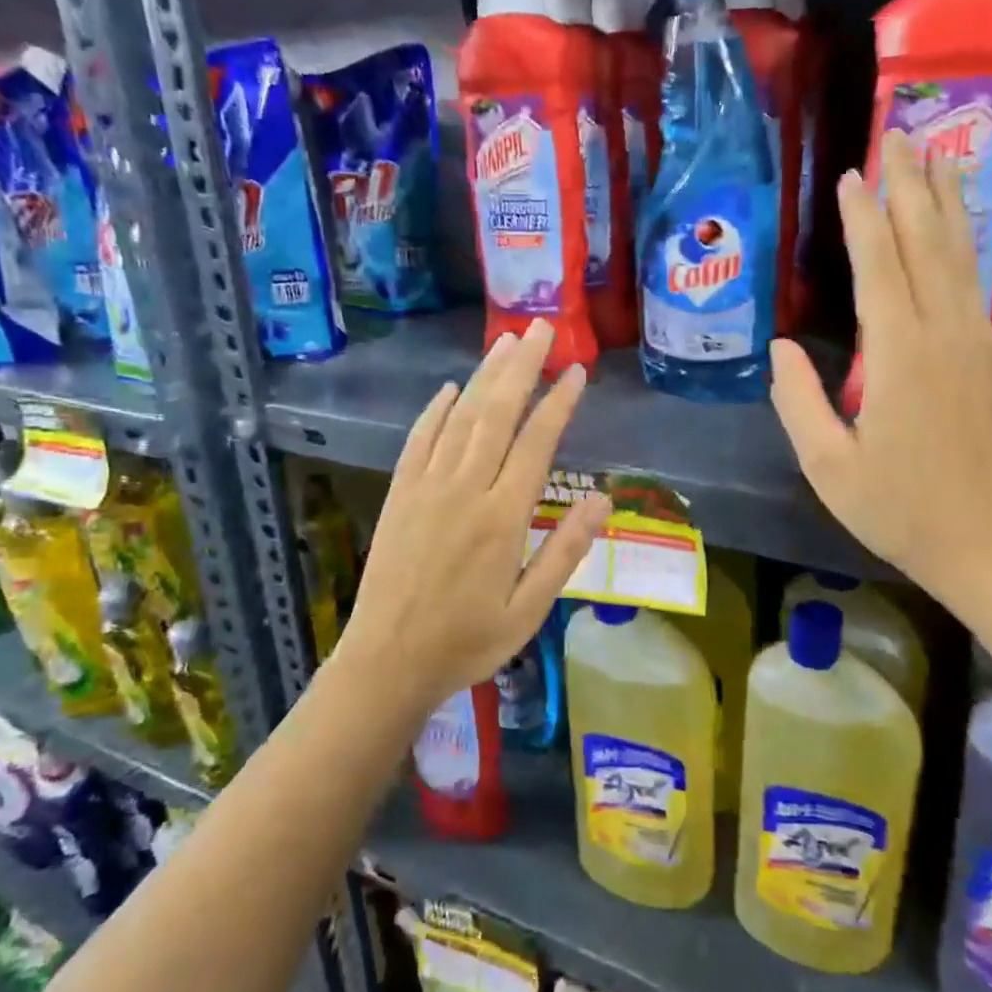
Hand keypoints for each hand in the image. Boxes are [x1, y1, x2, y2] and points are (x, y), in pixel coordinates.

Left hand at [337, 318, 610, 712]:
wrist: (388, 662)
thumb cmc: (468, 640)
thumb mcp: (531, 608)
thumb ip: (565, 550)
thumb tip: (603, 499)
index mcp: (504, 517)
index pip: (537, 442)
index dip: (559, 402)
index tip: (577, 370)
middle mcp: (466, 489)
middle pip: (497, 414)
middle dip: (522, 367)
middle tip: (540, 329)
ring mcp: (427, 487)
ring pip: (461, 417)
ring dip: (485, 376)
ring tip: (507, 342)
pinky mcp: (400, 494)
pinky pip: (420, 440)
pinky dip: (436, 410)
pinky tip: (451, 389)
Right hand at [770, 155, 991, 608]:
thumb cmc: (900, 510)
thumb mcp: (828, 466)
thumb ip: (798, 401)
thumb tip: (782, 345)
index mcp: (899, 355)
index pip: (879, 266)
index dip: (863, 217)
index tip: (852, 173)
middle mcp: (944, 333)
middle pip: (927, 243)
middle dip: (910, 185)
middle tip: (900, 133)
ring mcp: (976, 343)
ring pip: (960, 256)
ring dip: (943, 203)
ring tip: (935, 157)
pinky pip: (973, 283)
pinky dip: (962, 244)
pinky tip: (954, 230)